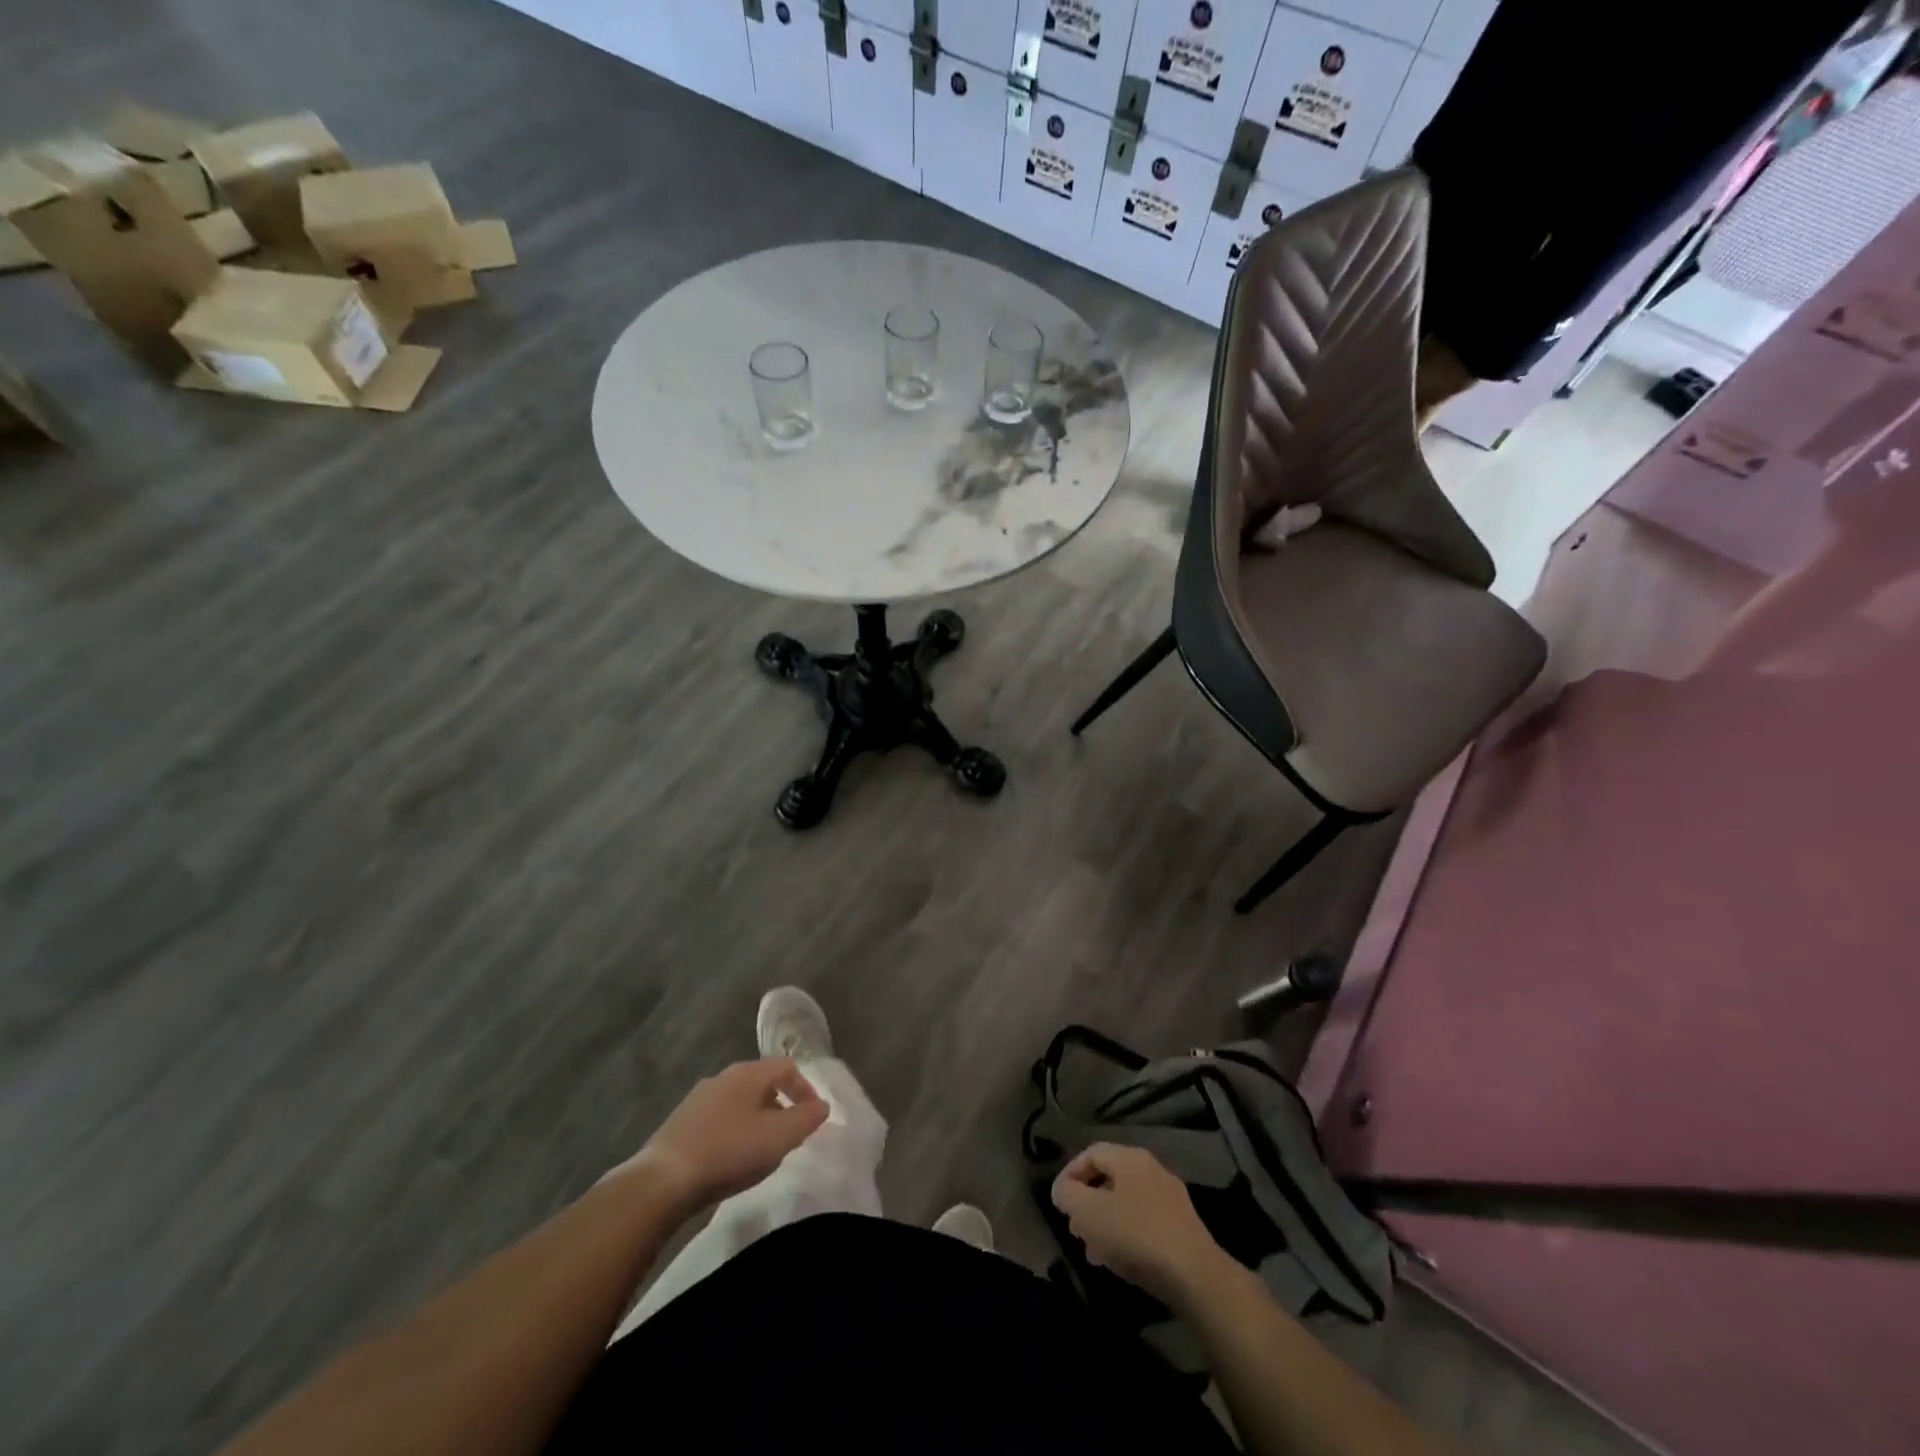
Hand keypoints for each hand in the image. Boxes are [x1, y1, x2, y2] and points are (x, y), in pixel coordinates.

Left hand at [635, 1059, 827, 1212]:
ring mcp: (698, 1099)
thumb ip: (806, 1118)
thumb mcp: (779, 1137)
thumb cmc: (729, 1151)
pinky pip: (719, 1120)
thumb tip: (822, 1106)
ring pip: (739, 1102)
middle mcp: (723, 1077)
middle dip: (781, 1106)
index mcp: (748, 1073)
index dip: (805, 1089)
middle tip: (789, 1136)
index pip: (787, 1067)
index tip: (813, 1118)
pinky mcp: (680, 1124)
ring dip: (757, 1121)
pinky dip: (734, 1133)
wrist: (662, 1181)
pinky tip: (731, 1160)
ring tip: (762, 1151)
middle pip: (762, 1083)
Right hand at [1051, 1143, 1227, 1308]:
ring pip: (1126, 1202)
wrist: (1195, 1276)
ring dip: (1104, 1222)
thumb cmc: (1135, 1236)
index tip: (1059, 1201)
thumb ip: (1068, 1195)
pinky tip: (1119, 1261)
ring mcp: (1170, 1197)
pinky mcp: (1181, 1226)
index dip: (1070, 1173)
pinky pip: (1143, 1220)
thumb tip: (1063, 1189)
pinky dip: (1125, 1233)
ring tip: (1093, 1251)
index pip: (1091, 1152)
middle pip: (1109, 1178)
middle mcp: (1151, 1169)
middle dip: (1087, 1202)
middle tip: (1075, 1228)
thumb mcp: (1089, 1213)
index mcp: (1130, 1158)